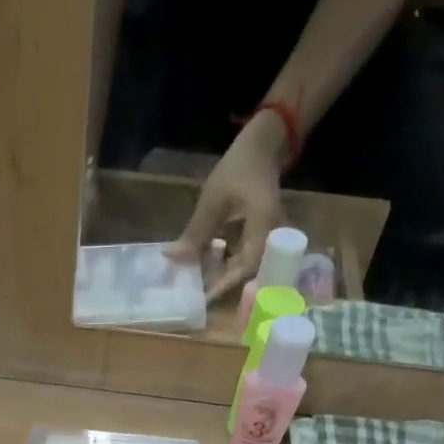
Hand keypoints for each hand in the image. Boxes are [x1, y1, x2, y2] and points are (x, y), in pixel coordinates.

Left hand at [167, 111, 291, 302]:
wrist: (263, 145)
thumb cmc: (238, 168)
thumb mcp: (213, 201)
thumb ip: (195, 234)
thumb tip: (172, 259)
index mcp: (264, 229)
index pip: (245, 268)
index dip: (223, 285)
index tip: (202, 298)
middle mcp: (271, 238)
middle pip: (245, 272)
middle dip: (219, 282)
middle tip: (195, 292)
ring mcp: (267, 237)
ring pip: (243, 264)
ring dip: (220, 272)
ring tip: (196, 280)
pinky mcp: (260, 235)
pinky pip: (243, 254)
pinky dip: (224, 260)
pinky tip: (206, 262)